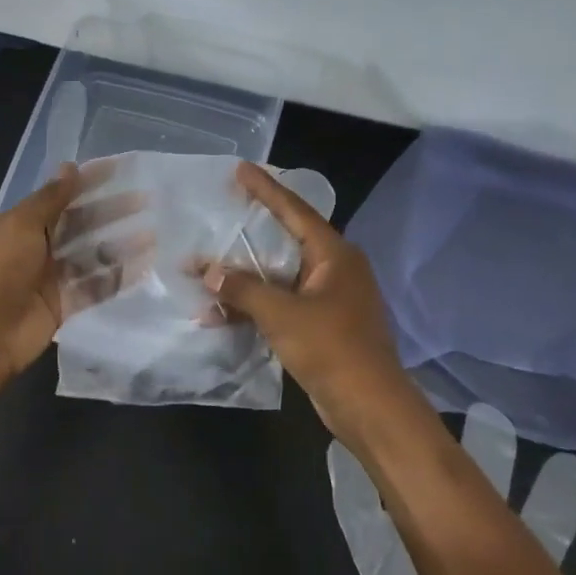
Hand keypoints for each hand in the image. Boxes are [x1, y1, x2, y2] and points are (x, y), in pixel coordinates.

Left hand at [0, 162, 146, 381]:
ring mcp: (51, 279)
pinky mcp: (64, 306)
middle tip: (146, 200)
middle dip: (110, 212)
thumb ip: (51, 198)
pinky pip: (95, 287)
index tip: (120, 170)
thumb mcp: (22, 224)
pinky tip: (145, 266)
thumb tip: (70, 166)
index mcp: (21, 225)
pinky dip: (118, 277)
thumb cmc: (0, 268)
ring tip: (154, 234)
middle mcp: (36, 248)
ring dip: (119, 244)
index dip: (88, 183)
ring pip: (91, 256)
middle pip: (80, 226)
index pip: (60, 197)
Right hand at [203, 161, 419, 440]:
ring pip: (279, 278)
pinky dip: (255, 308)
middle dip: (249, 233)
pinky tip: (220, 315)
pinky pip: (282, 305)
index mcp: (334, 255)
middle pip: (285, 241)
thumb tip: (209, 271)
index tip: (241, 168)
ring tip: (205, 272)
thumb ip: (243, 289)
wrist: (369, 406)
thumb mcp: (282, 314)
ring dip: (244, 280)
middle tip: (221, 212)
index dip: (266, 189)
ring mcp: (329, 300)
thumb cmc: (331, 348)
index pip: (295, 210)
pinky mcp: (322, 327)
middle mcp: (334, 270)